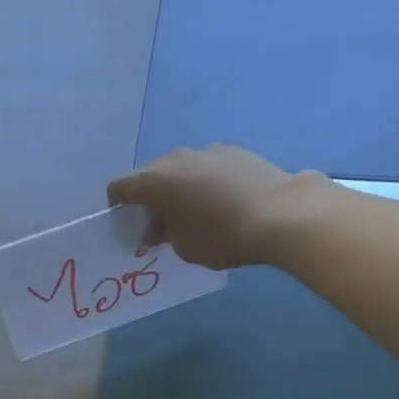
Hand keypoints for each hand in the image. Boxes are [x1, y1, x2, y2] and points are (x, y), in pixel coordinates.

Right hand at [107, 145, 311, 270]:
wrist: (279, 214)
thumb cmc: (222, 237)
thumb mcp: (184, 247)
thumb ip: (164, 234)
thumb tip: (158, 227)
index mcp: (155, 182)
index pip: (120, 188)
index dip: (118, 208)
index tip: (129, 226)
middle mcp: (175, 159)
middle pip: (150, 176)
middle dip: (150, 199)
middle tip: (161, 226)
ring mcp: (205, 151)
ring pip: (180, 170)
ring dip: (178, 189)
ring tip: (194, 214)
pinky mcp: (232, 151)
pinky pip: (205, 167)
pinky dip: (204, 183)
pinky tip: (221, 203)